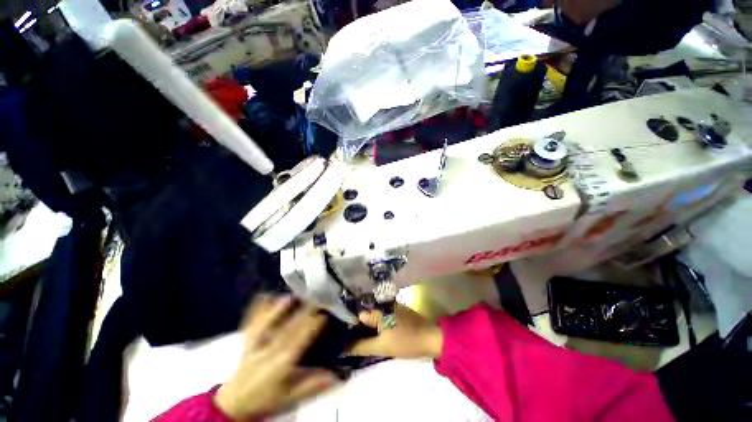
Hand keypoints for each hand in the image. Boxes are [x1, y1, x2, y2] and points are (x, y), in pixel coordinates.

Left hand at [214, 296, 337, 419]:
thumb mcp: (291, 397)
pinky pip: (251, 323)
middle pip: (286, 329)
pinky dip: (257, 309)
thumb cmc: (266, 399)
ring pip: (267, 323)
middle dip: (301, 314)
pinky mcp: (246, 341)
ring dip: (278, 309)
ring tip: (289, 296)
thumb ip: (313, 385)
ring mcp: (254, 345)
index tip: (324, 314)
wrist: (234, 404)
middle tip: (314, 299)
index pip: (298, 342)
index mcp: (279, 365)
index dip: (311, 327)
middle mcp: (266, 352)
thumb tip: (337, 375)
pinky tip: (262, 295)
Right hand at [348, 305, 442, 358]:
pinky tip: (369, 335)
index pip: (355, 315)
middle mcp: (380, 303)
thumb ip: (360, 346)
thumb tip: (341, 348)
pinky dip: (373, 325)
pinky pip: (378, 316)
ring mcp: (388, 306)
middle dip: (354, 327)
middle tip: (345, 341)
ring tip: (354, 340)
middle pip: (362, 314)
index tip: (339, 338)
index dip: (346, 326)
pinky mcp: (393, 310)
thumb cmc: (406, 340)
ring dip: (363, 327)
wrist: (430, 337)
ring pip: (370, 316)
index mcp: (377, 308)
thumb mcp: (381, 347)